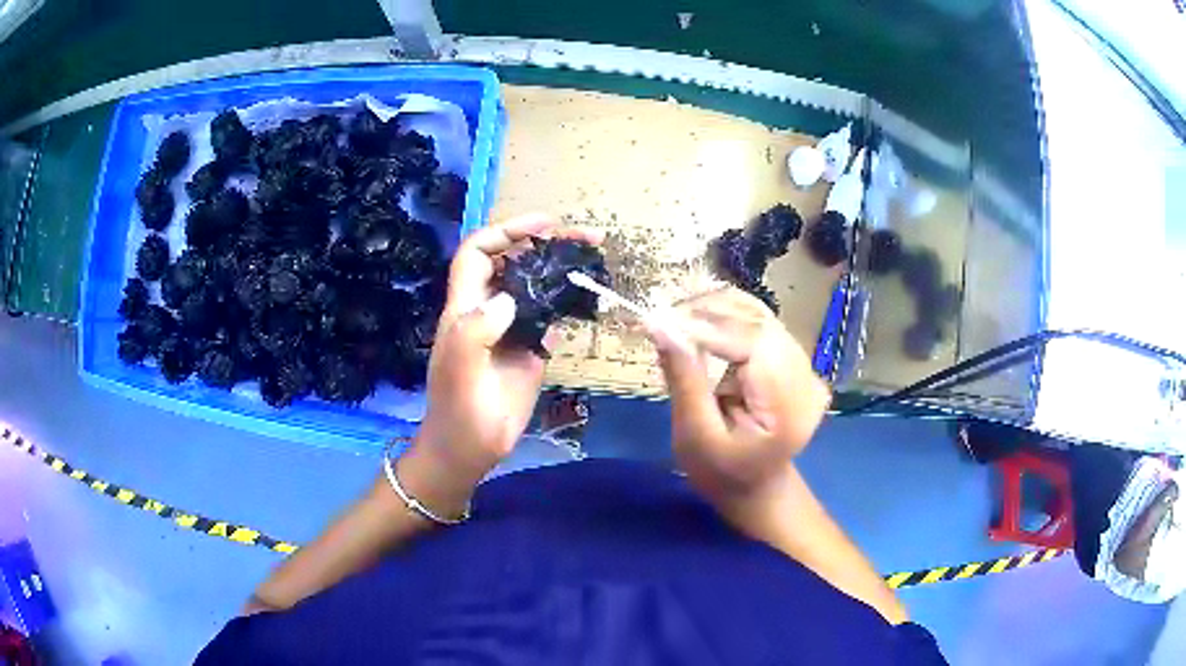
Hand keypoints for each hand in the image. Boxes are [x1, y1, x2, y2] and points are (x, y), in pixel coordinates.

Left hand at [401, 214, 603, 511]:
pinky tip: (591, 296)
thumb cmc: (458, 414)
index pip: (479, 253)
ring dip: (562, 267)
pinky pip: (550, 315)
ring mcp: (511, 329)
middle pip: (514, 262)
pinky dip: (569, 300)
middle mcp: (488, 310)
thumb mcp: (460, 374)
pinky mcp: (531, 350)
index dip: (506, 232)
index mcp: (465, 309)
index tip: (544, 225)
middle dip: (545, 242)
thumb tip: (508, 297)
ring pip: (535, 285)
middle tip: (589, 236)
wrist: (469, 451)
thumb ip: (475, 333)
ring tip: (596, 257)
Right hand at [644, 288, 830, 500]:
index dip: (708, 326)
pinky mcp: (794, 358)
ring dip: (714, 308)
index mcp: (791, 407)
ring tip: (673, 316)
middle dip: (707, 312)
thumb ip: (684, 380)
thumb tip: (659, 326)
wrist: (755, 486)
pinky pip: (760, 323)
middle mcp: (807, 378)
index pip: (755, 345)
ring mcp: (805, 365)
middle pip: (759, 323)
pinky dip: (726, 316)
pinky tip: (696, 321)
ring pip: (759, 315)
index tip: (659, 320)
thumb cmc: (722, 472)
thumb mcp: (695, 436)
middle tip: (661, 317)